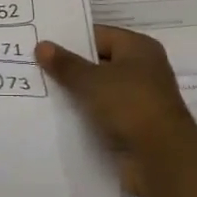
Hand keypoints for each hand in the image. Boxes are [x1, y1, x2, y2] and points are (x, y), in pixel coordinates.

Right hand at [36, 26, 196, 196]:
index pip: (98, 35)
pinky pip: (103, 116)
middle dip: (69, 69)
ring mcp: (139, 101)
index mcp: (138, 48)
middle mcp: (142, 70)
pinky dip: (85, 118)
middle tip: (33, 68)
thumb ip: (66, 64)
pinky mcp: (134, 128)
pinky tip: (57, 120)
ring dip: (76, 96)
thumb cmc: (130, 106)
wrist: (163, 161)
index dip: (70, 40)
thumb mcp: (92, 81)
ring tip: (38, 93)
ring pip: (99, 92)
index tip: (40, 45)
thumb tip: (42, 45)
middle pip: (98, 63)